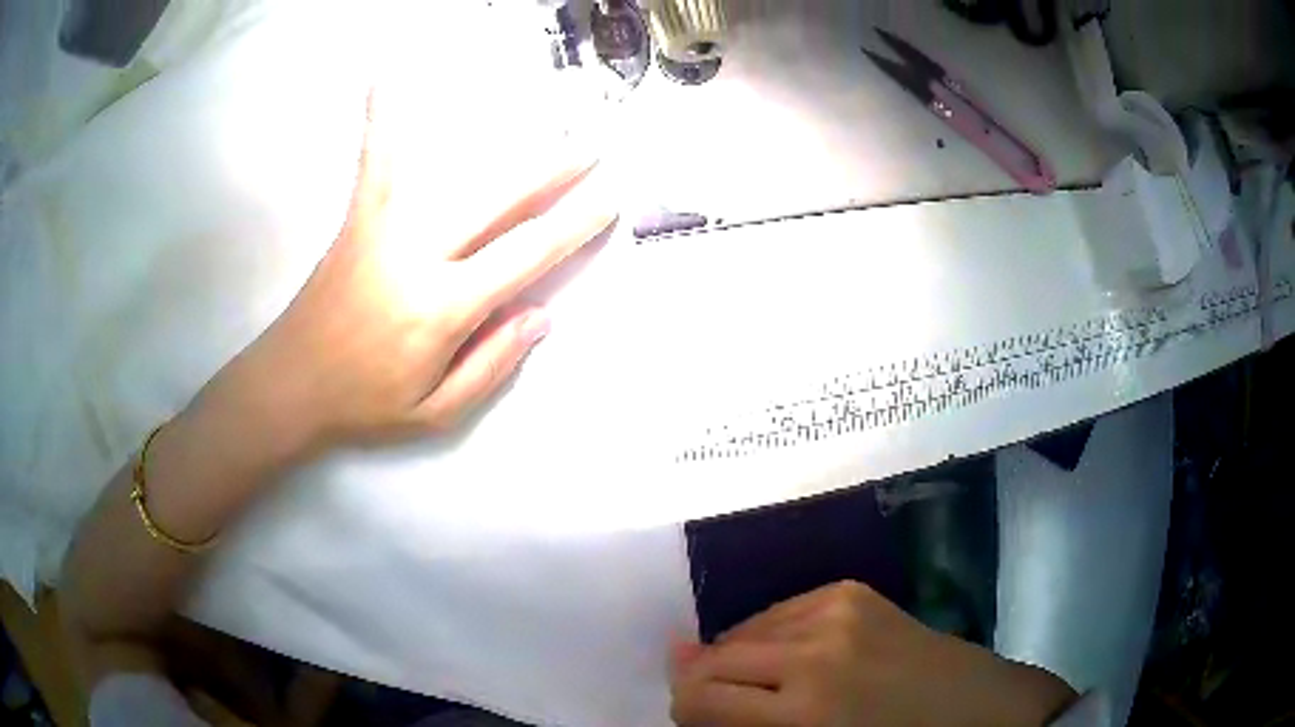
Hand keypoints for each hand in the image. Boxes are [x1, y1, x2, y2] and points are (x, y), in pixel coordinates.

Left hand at [208, 89, 616, 459]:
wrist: (290, 383)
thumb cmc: (364, 402)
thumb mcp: (436, 412)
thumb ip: (491, 364)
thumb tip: (540, 316)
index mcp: (443, 308)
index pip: (525, 256)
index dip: (572, 226)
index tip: (606, 203)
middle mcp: (419, 255)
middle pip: (499, 201)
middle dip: (553, 172)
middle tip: (591, 151)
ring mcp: (385, 228)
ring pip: (454, 175)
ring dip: (504, 148)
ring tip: (540, 121)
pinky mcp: (358, 218)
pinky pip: (376, 161)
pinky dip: (383, 120)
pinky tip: (386, 79)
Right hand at [670, 581, 1076, 726]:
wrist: (977, 708)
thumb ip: (739, 722)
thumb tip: (677, 664)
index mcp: (804, 711)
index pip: (698, 699)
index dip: (687, 713)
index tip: (703, 724)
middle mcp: (814, 650)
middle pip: (715, 659)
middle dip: (708, 686)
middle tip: (736, 710)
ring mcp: (837, 609)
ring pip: (743, 631)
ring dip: (742, 661)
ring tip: (775, 686)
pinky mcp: (853, 590)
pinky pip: (781, 611)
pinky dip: (773, 637)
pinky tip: (798, 658)